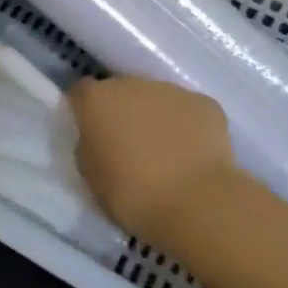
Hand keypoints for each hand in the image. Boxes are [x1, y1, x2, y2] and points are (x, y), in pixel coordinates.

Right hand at [67, 77, 248, 241]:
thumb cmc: (132, 195)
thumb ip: (90, 147)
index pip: (81, 92)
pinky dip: (188, 126)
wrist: (196, 203)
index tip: (92, 133)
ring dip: (156, 117)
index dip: (85, 110)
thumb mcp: (91, 177)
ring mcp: (171, 90)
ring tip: (166, 153)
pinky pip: (189, 111)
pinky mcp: (206, 103)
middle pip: (121, 91)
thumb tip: (100, 138)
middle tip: (129, 146)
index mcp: (97, 100)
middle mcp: (132, 84)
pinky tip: (193, 155)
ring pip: (156, 98)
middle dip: (123, 112)